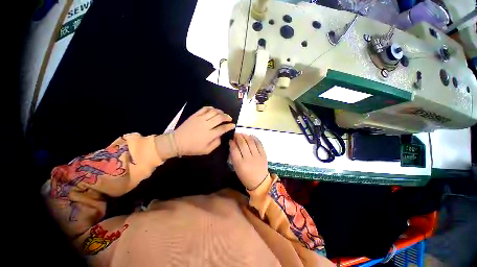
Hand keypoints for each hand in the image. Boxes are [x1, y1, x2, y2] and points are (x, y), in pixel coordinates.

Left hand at [174, 106, 235, 155]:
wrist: (177, 142)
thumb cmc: (192, 148)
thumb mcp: (206, 150)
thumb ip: (216, 143)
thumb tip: (221, 136)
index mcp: (210, 135)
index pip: (223, 128)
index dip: (230, 126)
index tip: (233, 125)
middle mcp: (206, 125)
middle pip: (220, 118)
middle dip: (227, 117)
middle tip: (230, 118)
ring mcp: (200, 119)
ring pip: (213, 112)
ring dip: (220, 112)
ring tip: (223, 114)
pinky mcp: (195, 115)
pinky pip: (205, 108)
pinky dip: (211, 108)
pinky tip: (214, 110)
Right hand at [229, 133, 268, 189]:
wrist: (260, 182)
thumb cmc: (245, 176)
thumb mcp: (236, 168)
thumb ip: (233, 156)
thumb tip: (232, 144)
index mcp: (240, 164)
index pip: (234, 149)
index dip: (232, 143)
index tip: (230, 140)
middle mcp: (249, 159)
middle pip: (242, 144)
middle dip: (238, 137)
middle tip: (236, 134)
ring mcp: (257, 156)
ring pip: (251, 142)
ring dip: (245, 136)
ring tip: (242, 134)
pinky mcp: (264, 154)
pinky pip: (259, 143)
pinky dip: (254, 138)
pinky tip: (251, 136)